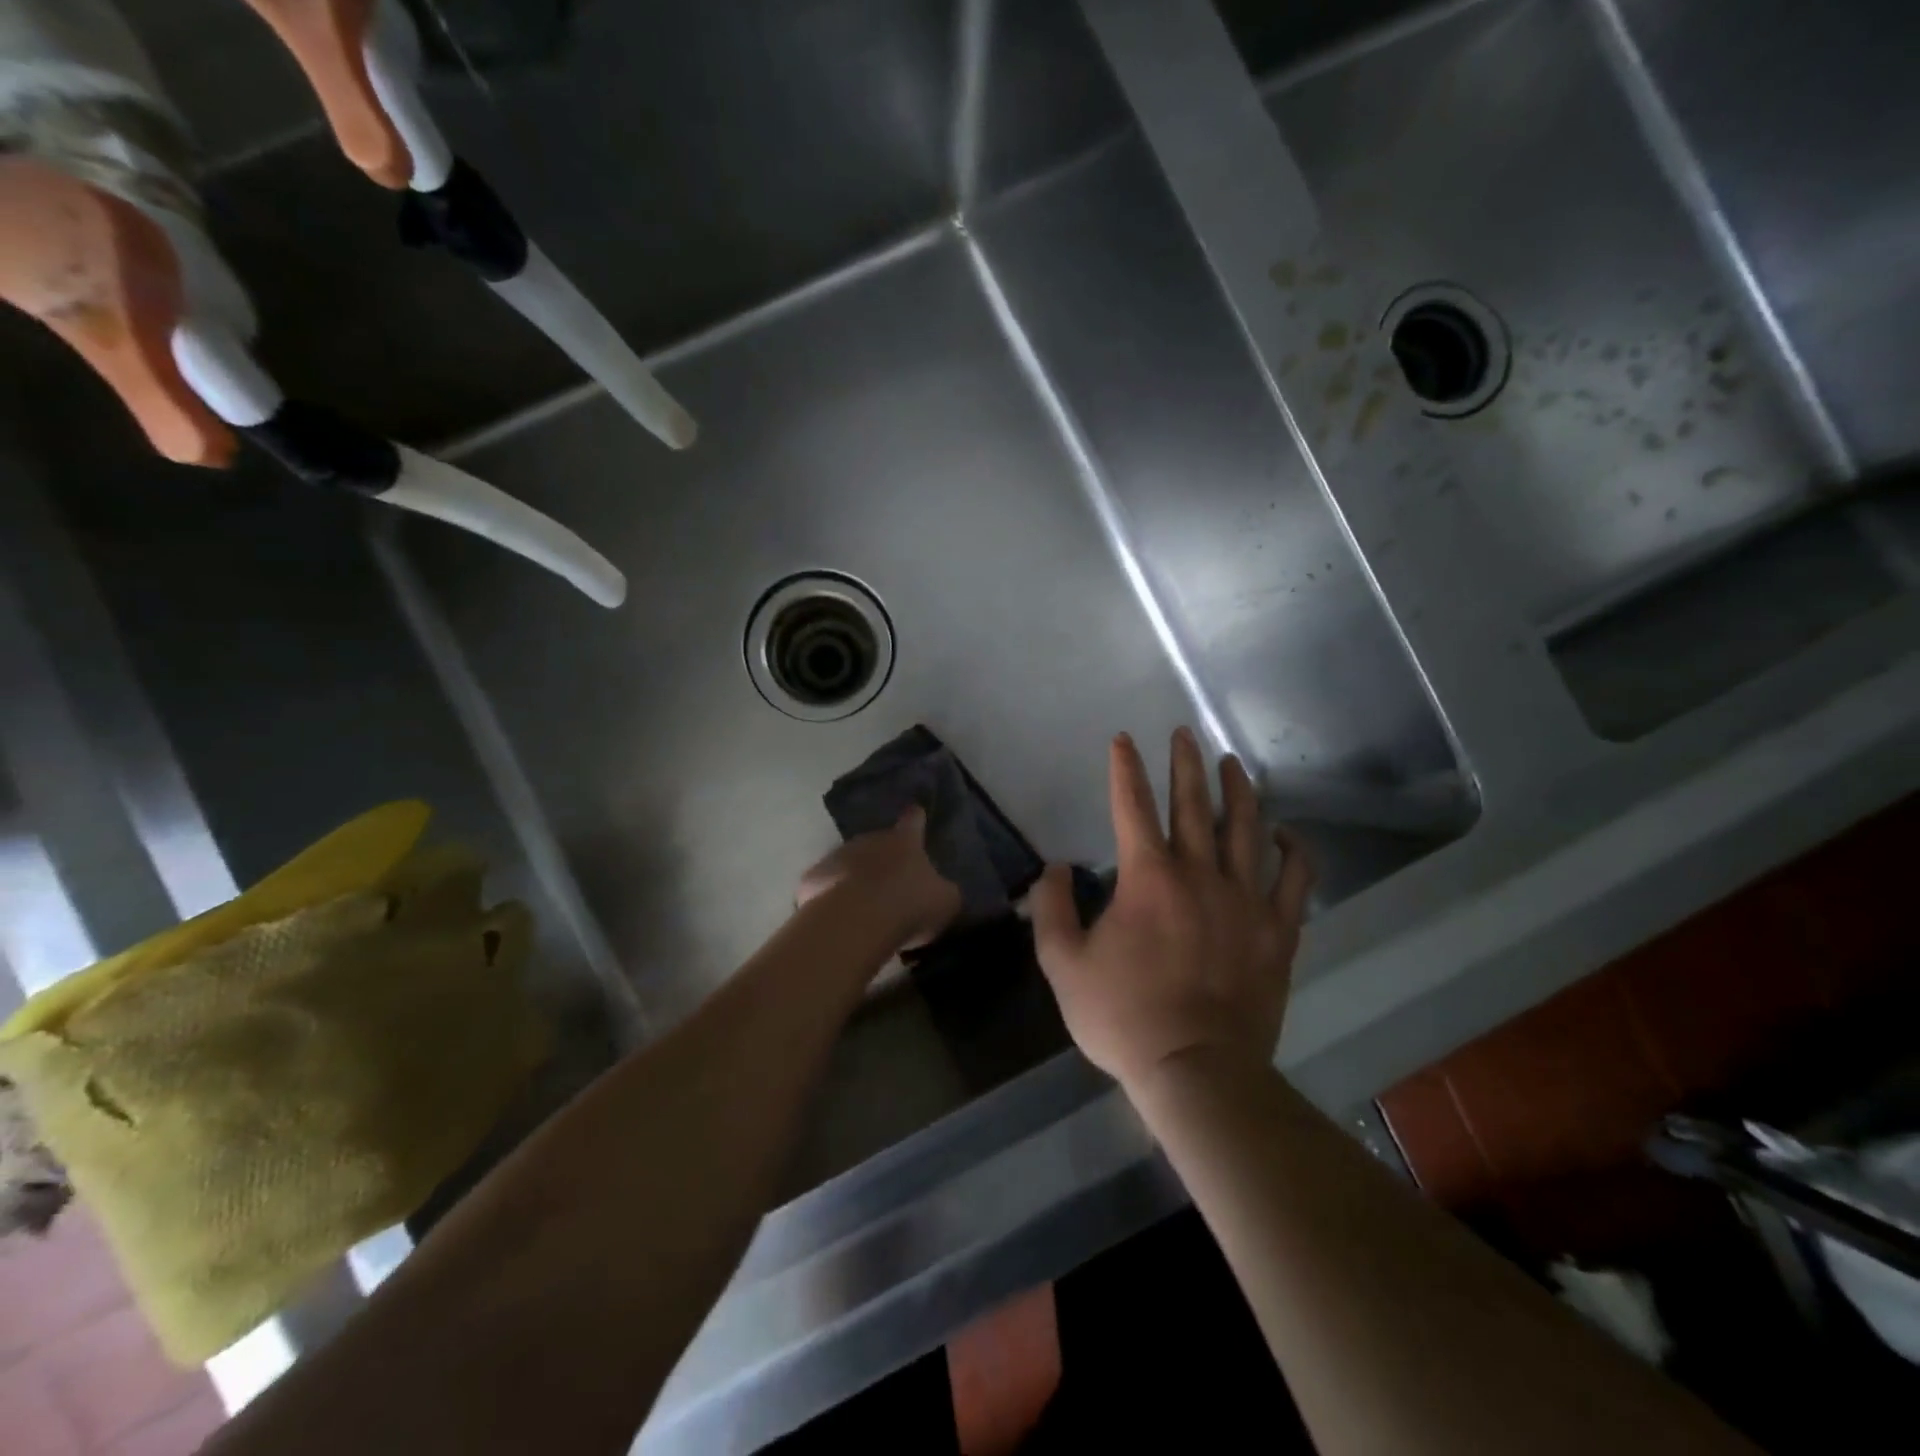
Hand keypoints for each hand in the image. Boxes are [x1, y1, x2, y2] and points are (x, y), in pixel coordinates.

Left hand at [796, 806, 961, 950]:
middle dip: (882, 859)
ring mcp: (837, 856)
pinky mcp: (812, 878)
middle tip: (889, 884)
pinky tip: (836, 916)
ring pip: (848, 863)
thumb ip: (944, 892)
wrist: (856, 921)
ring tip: (861, 906)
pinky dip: (830, 895)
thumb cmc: (909, 905)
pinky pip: (825, 885)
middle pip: (877, 843)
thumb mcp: (945, 902)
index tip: (916, 812)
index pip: (913, 820)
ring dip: (855, 877)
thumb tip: (944, 891)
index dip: (916, 818)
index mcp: (904, 841)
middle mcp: (870, 840)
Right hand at [1030, 728, 1314, 1090]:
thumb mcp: (1063, 965)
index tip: (1123, 740)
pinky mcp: (1277, 931)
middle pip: (1193, 805)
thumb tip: (1057, 868)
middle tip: (1184, 733)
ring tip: (1233, 764)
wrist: (1197, 1070)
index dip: (1125, 769)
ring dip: (1238, 792)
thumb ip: (1053, 909)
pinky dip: (1294, 852)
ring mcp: (1245, 900)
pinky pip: (1294, 881)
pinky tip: (1288, 835)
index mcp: (1147, 877)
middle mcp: (1199, 874)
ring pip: (1246, 830)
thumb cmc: (1124, 1017)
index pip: (1132, 806)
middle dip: (1185, 764)